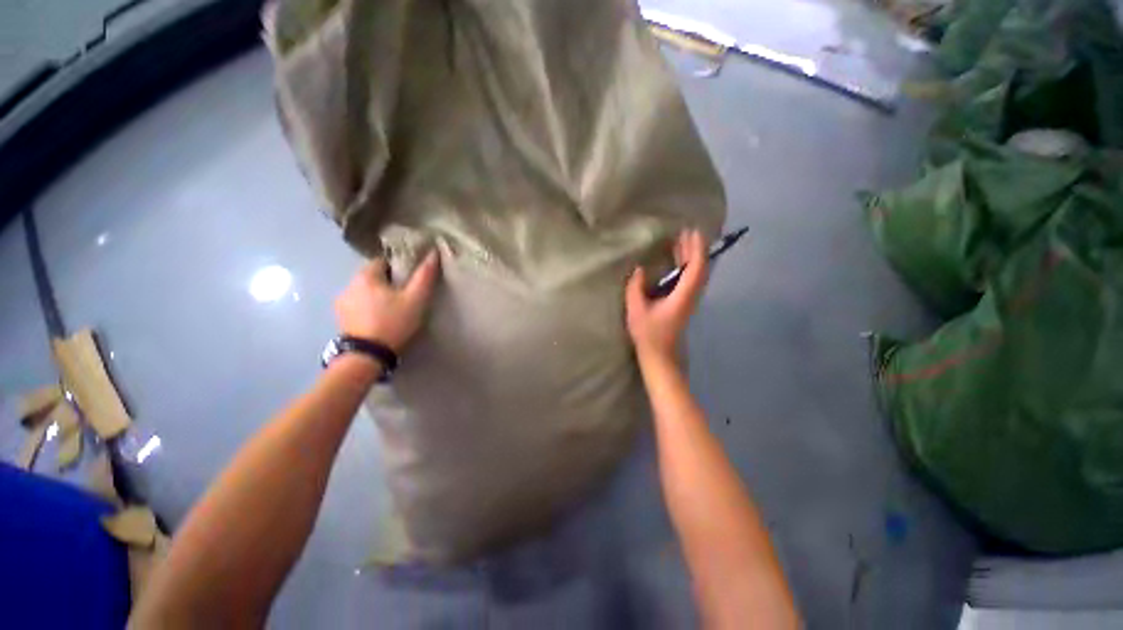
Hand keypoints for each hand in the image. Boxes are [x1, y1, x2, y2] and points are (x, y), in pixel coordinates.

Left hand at [335, 251, 440, 352]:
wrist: (367, 355)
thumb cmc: (393, 322)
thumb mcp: (416, 299)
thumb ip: (425, 276)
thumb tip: (433, 252)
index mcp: (366, 276)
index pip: (383, 261)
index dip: (399, 268)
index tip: (410, 281)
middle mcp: (348, 284)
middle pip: (373, 276)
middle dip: (388, 282)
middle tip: (405, 296)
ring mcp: (341, 302)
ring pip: (364, 291)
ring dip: (376, 295)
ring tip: (392, 309)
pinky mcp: (340, 318)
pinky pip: (357, 304)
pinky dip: (367, 307)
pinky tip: (378, 319)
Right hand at [625, 230, 708, 361]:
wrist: (660, 356)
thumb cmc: (648, 334)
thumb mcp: (636, 310)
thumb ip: (635, 288)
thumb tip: (638, 269)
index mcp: (682, 296)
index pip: (695, 268)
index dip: (696, 249)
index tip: (692, 232)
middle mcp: (691, 296)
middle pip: (699, 269)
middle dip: (695, 249)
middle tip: (686, 232)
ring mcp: (689, 301)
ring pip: (696, 274)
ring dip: (691, 257)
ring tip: (682, 242)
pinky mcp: (684, 304)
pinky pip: (691, 280)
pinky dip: (687, 267)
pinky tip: (677, 262)